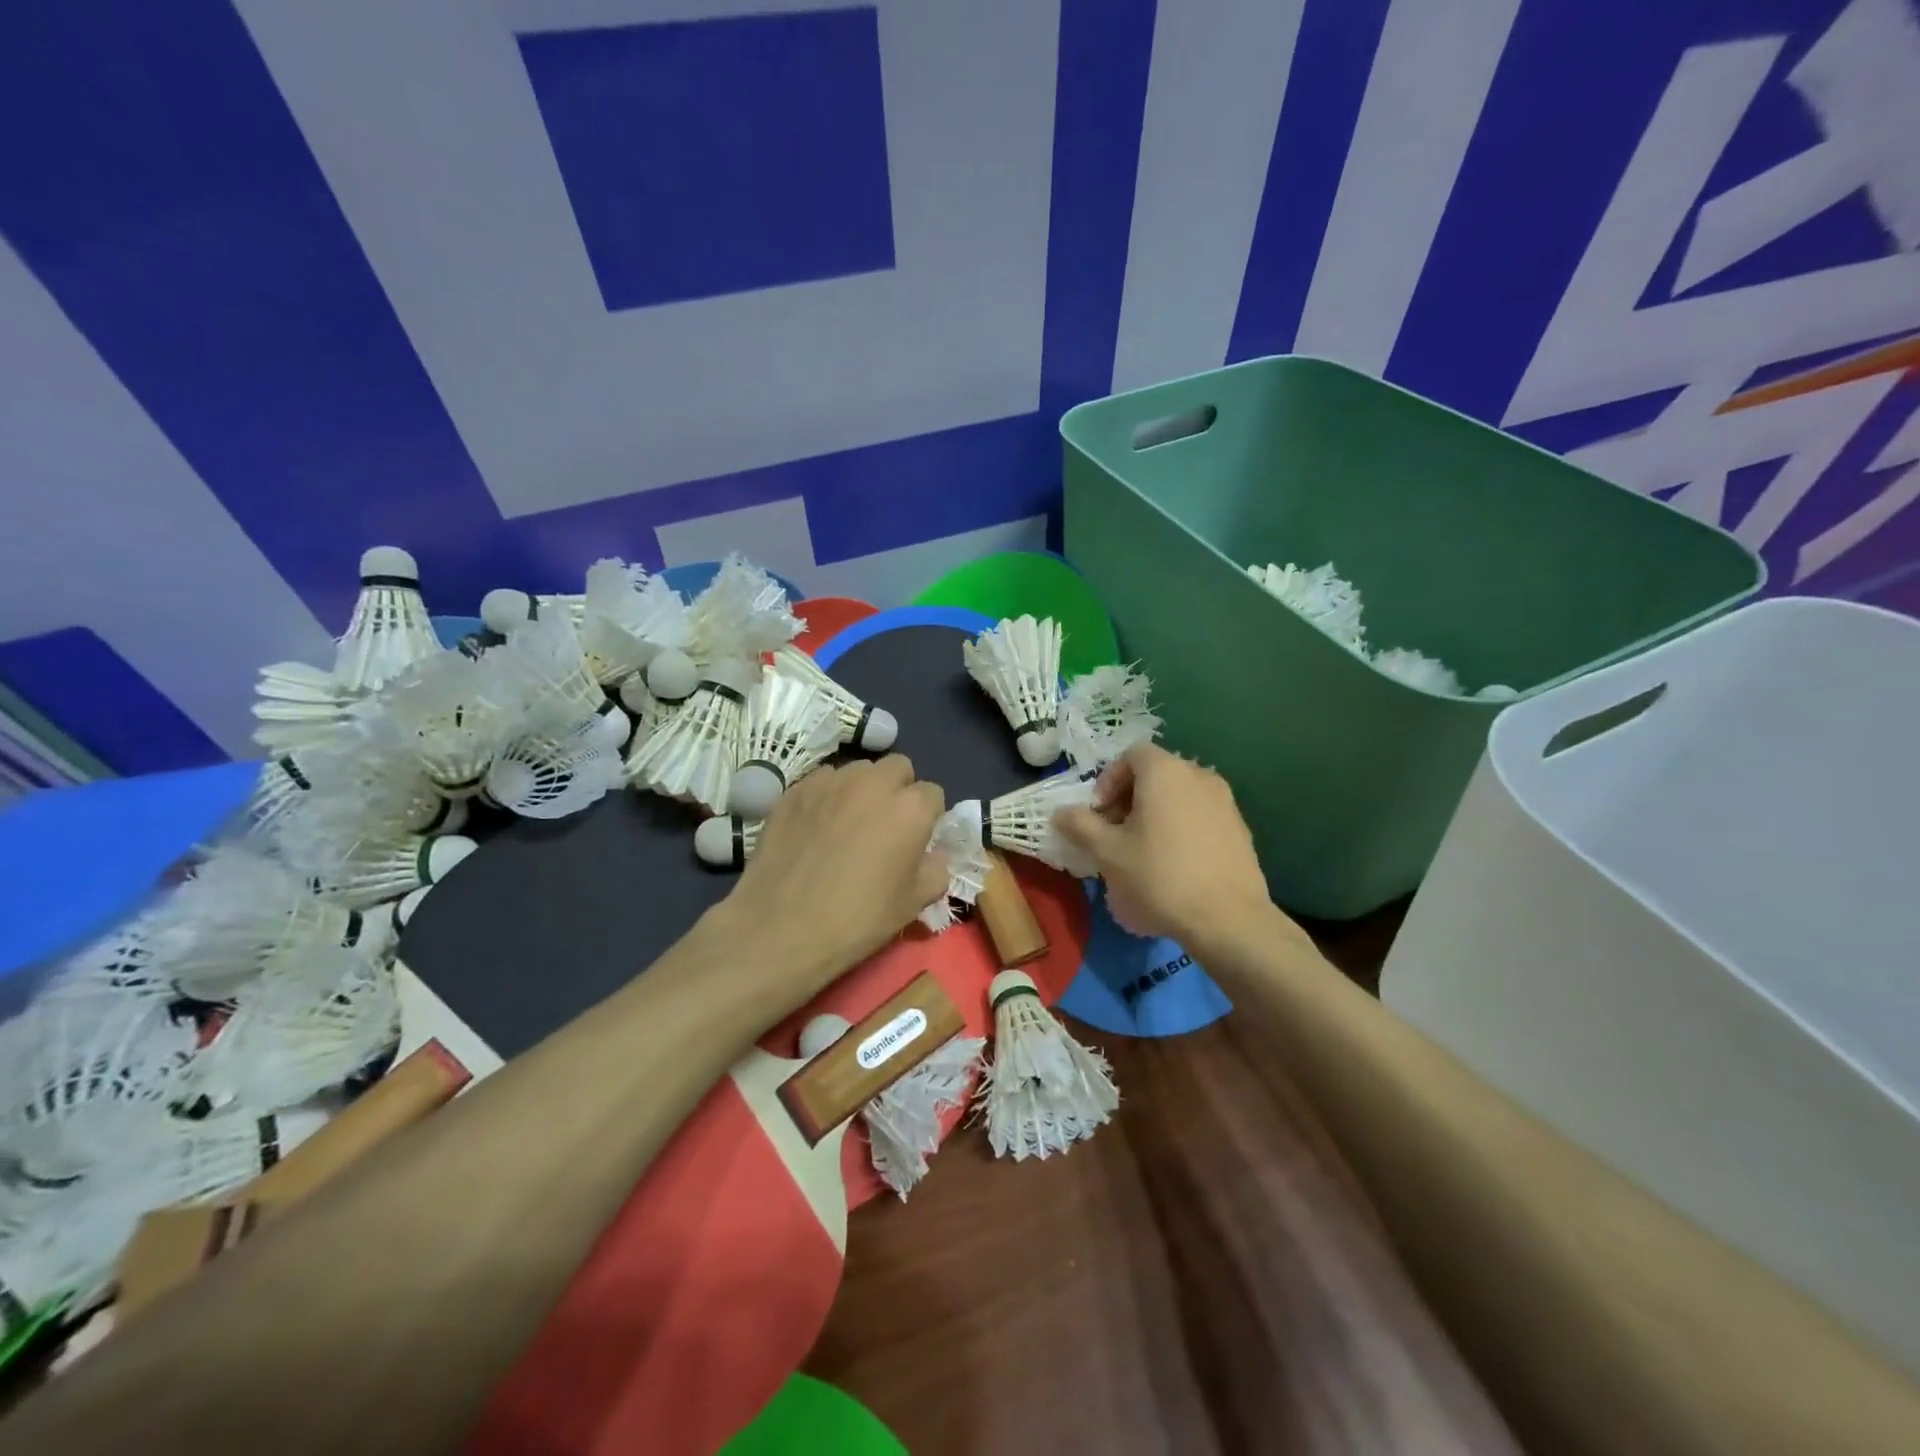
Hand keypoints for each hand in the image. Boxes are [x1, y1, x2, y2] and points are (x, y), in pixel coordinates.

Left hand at [723, 756, 947, 1003]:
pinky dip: (827, 796)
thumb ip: (936, 869)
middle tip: (886, 824)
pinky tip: (817, 826)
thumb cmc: (858, 918)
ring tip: (849, 821)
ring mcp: (831, 782)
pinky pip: (822, 781)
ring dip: (863, 788)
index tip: (917, 839)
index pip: (933, 794)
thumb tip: (933, 854)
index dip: (928, 817)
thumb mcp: (914, 903)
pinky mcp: (795, 790)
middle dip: (899, 789)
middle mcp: (873, 782)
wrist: (782, 927)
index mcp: (910, 808)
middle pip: (898, 768)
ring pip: (858, 770)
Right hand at [1053, 744, 1281, 950]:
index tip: (1099, 814)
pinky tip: (1174, 865)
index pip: (1131, 755)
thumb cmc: (1159, 877)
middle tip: (1115, 833)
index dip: (1108, 780)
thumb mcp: (1107, 852)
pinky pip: (1200, 816)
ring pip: (1179, 796)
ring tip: (1142, 851)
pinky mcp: (1240, 829)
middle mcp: (1199, 775)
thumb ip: (1080, 825)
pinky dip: (1181, 828)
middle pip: (1156, 774)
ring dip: (1155, 814)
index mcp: (1165, 771)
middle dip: (1129, 798)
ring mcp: (1225, 802)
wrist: (1228, 919)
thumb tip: (1061, 812)